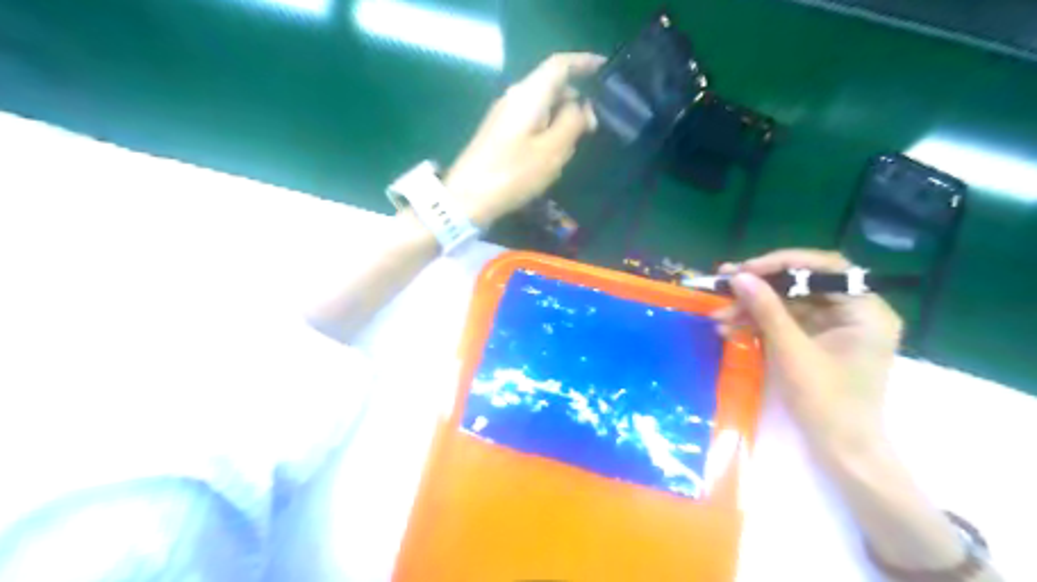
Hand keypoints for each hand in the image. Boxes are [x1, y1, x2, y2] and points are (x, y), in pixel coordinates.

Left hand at [448, 53, 608, 227]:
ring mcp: (504, 115)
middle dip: (575, 100)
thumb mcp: (552, 150)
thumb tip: (582, 106)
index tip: (605, 70)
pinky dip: (547, 130)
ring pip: (542, 106)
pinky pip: (531, 122)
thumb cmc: (513, 173)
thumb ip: (573, 122)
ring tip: (574, 145)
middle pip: (551, 86)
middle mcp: (515, 97)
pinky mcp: (499, 133)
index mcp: (529, 94)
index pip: (560, 65)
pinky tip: (551, 155)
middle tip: (593, 126)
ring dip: (561, 119)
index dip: (584, 62)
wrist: (467, 198)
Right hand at [714, 249, 900, 455]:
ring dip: (752, 308)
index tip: (745, 270)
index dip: (782, 264)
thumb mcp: (791, 351)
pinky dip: (758, 324)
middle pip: (802, 284)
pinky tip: (729, 328)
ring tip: (718, 316)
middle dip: (760, 287)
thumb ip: (766, 309)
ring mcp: (834, 327)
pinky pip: (785, 322)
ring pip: (788, 303)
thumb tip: (739, 277)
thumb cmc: (826, 401)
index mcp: (865, 310)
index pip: (824, 268)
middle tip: (723, 284)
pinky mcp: (817, 341)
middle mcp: (854, 311)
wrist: (840, 449)